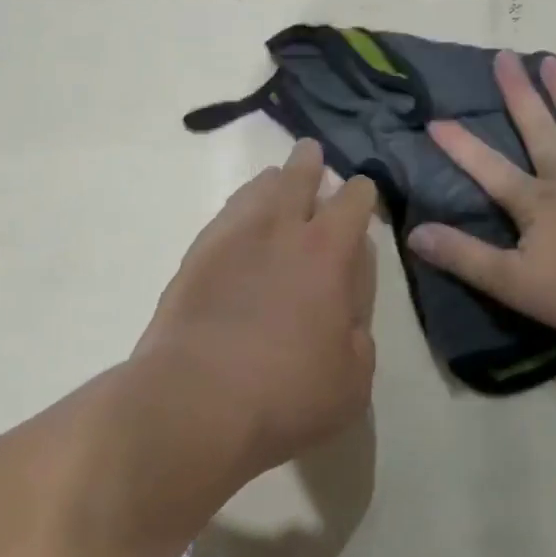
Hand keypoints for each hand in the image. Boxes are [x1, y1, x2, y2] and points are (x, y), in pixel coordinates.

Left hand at [136, 140, 377, 479]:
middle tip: (311, 154)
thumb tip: (347, 316)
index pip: (352, 201)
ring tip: (275, 179)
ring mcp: (232, 238)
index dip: (361, 193)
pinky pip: (224, 215)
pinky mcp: (195, 256)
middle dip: (309, 163)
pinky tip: (238, 220)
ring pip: (256, 189)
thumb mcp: (352, 380)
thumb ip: (358, 337)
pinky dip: (239, 208)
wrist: (194, 402)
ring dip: (272, 180)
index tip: (361, 193)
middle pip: (298, 177)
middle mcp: (281, 230)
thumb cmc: (286, 394)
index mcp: (328, 252)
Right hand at [407, 51, 555, 344]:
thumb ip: (465, 256)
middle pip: (537, 127)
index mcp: (534, 200)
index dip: (459, 145)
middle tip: (504, 56)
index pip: (487, 167)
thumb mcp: (514, 283)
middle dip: (517, 92)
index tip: (435, 119)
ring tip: (550, 60)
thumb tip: (416, 233)